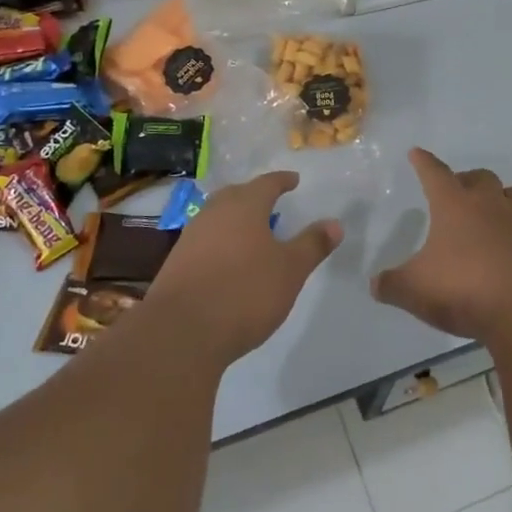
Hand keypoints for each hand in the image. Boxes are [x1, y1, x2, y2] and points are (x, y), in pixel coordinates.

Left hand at [145, 172, 341, 366]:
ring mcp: (191, 237)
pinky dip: (221, 241)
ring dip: (235, 219)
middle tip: (271, 202)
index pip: (266, 183)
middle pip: (236, 195)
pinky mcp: (176, 263)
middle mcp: (214, 213)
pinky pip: (205, 240)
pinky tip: (228, 260)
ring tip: (252, 231)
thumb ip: (312, 245)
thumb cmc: (244, 292)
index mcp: (244, 206)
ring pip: (217, 217)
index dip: (282, 181)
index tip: (293, 180)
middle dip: (254, 196)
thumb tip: (334, 223)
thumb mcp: (290, 270)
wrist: (181, 332)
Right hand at [372, 149, 511, 343]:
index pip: (435, 174)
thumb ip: (392, 285)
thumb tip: (376, 284)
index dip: (424, 163)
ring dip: (507, 199)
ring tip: (499, 210)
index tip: (417, 153)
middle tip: (460, 189)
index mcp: (454, 206)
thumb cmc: (463, 289)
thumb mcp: (414, 290)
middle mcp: (491, 206)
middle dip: (470, 179)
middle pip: (483, 178)